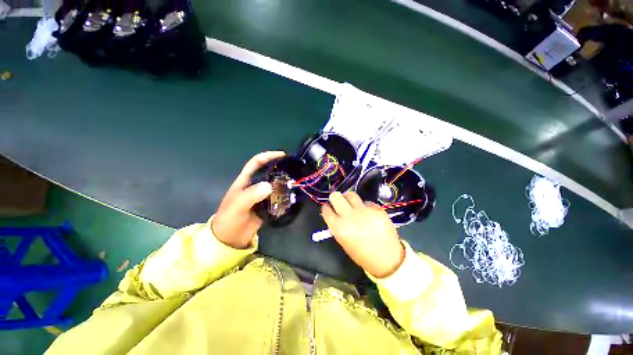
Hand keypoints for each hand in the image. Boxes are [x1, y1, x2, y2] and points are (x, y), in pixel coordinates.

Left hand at [211, 151, 285, 248]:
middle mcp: (255, 186)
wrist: (230, 239)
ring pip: (275, 185)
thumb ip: (252, 195)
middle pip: (269, 173)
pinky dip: (285, 196)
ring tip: (296, 182)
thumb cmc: (229, 219)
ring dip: (284, 183)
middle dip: (280, 169)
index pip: (256, 163)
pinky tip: (293, 195)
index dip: (268, 156)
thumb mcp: (238, 205)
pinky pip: (278, 197)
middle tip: (294, 170)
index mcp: (245, 181)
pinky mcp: (268, 205)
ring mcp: (262, 196)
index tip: (282, 155)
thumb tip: (270, 186)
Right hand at [321, 191, 404, 277]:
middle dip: (335, 197)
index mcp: (339, 228)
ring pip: (351, 195)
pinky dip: (364, 205)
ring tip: (350, 201)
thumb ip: (337, 227)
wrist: (386, 258)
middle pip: (336, 197)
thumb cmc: (362, 254)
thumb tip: (334, 215)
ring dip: (348, 197)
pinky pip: (366, 202)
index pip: (326, 210)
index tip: (328, 207)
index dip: (326, 207)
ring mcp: (364, 211)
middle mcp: (349, 216)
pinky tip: (366, 212)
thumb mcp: (344, 242)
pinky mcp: (376, 209)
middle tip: (337, 200)